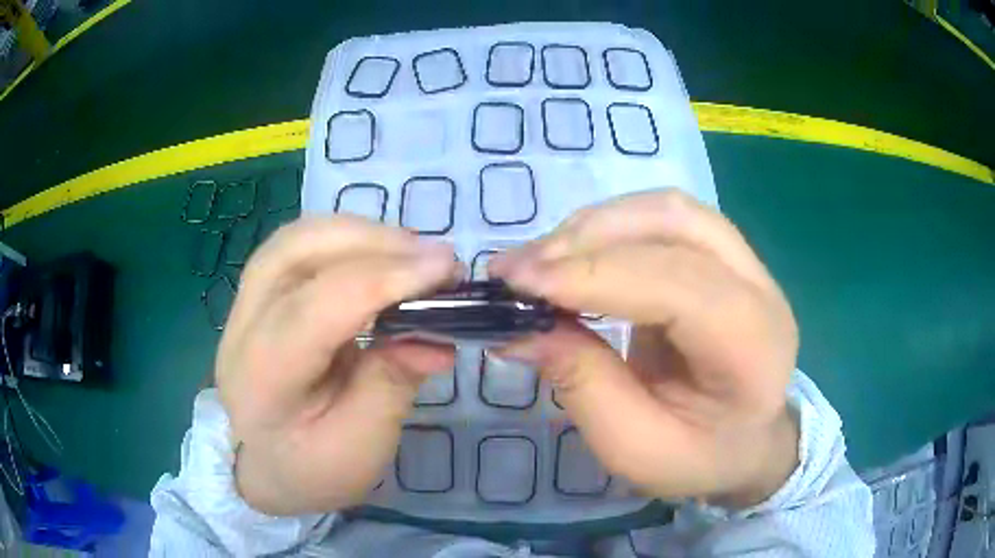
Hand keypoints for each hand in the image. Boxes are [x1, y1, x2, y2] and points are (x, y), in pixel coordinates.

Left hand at [215, 216, 458, 514]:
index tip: (447, 268)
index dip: (385, 278)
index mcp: (262, 378)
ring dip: (357, 233)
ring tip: (409, 252)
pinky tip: (375, 256)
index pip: (318, 305)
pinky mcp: (256, 296)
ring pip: (294, 238)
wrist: (268, 469)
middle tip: (432, 256)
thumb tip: (436, 336)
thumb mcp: (362, 446)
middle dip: (371, 241)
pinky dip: (342, 240)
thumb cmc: (314, 469)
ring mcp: (242, 305)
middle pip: (296, 251)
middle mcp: (241, 328)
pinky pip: (297, 247)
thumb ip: (392, 385)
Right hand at [490, 190, 799, 506]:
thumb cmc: (698, 456)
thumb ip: (583, 386)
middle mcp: (760, 289)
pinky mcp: (724, 255)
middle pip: (675, 226)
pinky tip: (576, 253)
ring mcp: (747, 264)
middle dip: (586, 239)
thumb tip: (520, 328)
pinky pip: (665, 218)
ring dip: (595, 225)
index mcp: (753, 348)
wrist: (745, 440)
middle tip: (516, 270)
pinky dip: (611, 227)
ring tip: (540, 258)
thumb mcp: (635, 447)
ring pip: (668, 209)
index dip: (596, 275)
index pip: (678, 286)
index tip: (519, 283)